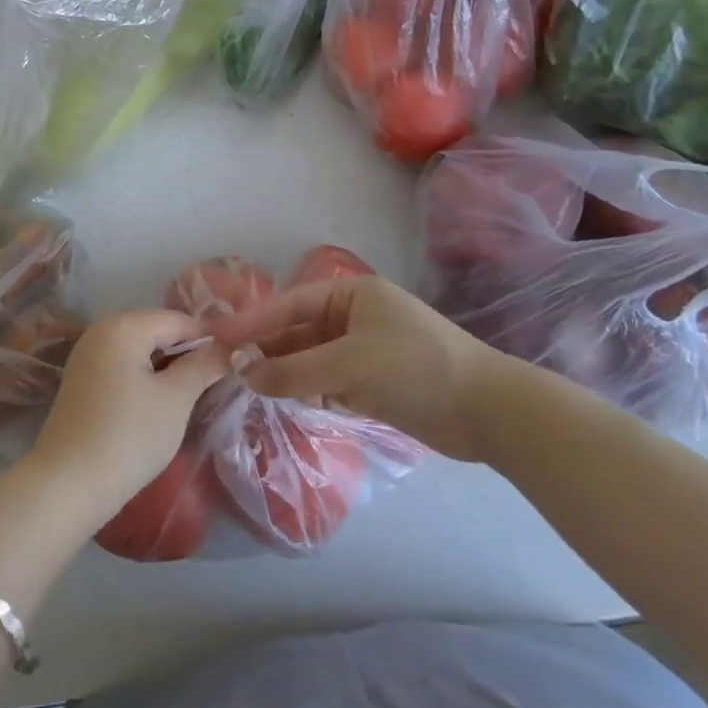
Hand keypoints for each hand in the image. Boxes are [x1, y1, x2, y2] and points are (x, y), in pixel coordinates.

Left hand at [28, 310, 231, 519]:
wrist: (67, 483)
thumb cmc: (128, 436)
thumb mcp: (175, 400)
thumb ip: (203, 367)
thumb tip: (229, 350)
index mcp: (123, 325)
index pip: (179, 320)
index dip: (210, 340)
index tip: (235, 364)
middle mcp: (102, 329)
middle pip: (158, 330)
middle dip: (188, 353)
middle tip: (218, 382)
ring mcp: (88, 353)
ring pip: (141, 349)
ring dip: (168, 367)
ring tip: (195, 394)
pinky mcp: (82, 378)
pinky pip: (123, 365)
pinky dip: (146, 377)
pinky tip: (161, 403)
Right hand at [208, 276, 506, 460]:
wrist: (489, 412)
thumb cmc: (416, 368)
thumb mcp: (350, 364)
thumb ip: (294, 371)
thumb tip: (244, 375)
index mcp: (351, 294)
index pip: (290, 304)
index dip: (253, 321)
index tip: (218, 336)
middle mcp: (353, 317)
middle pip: (297, 332)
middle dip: (266, 350)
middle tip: (228, 368)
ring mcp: (363, 350)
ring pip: (310, 359)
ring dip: (285, 374)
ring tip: (250, 389)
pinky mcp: (372, 382)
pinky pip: (327, 381)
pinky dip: (307, 391)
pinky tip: (286, 402)